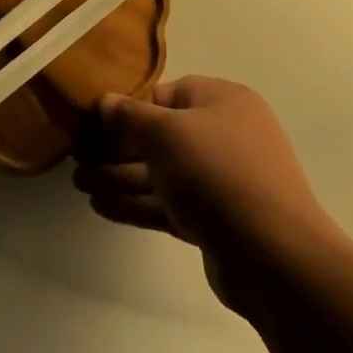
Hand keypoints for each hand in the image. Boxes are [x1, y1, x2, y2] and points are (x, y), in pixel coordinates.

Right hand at [74, 76, 332, 312]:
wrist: (275, 257)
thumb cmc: (218, 174)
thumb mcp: (167, 134)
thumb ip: (130, 116)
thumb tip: (105, 101)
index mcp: (223, 101)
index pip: (167, 95)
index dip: (130, 107)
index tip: (94, 122)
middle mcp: (225, 135)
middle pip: (161, 136)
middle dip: (117, 148)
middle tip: (77, 157)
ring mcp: (222, 181)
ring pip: (162, 173)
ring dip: (120, 177)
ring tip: (78, 184)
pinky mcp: (216, 221)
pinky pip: (169, 204)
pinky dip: (137, 203)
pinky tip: (101, 206)